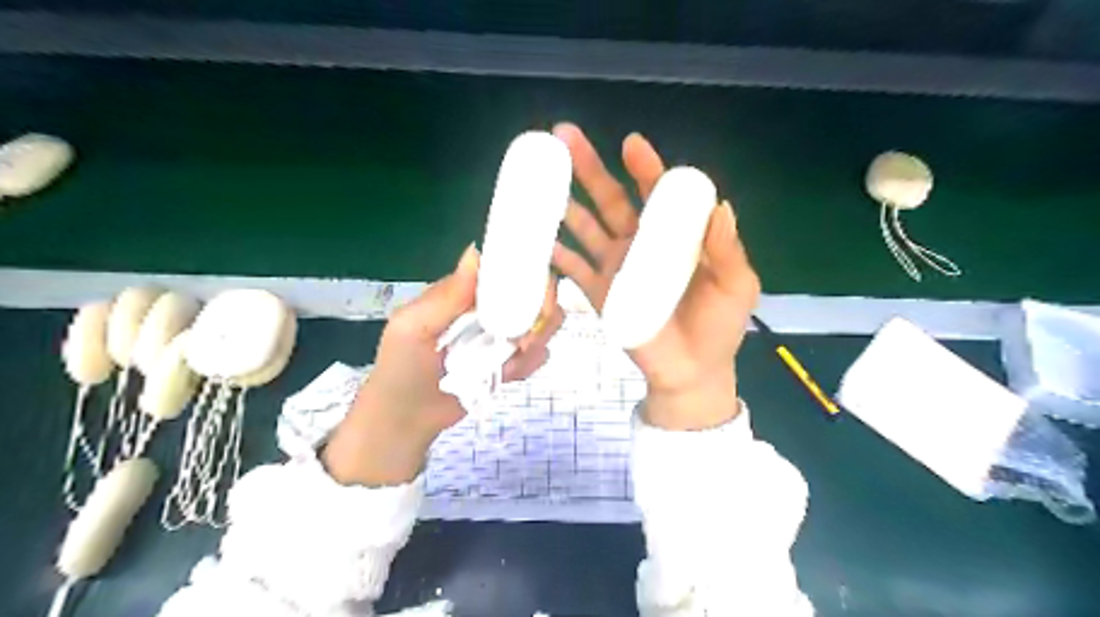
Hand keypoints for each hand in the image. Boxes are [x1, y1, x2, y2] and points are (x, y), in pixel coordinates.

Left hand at [318, 245, 558, 486]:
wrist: (406, 419)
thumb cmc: (400, 368)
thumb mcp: (413, 328)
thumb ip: (446, 295)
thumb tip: (476, 252)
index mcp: (465, 292)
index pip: (506, 268)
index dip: (529, 272)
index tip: (536, 291)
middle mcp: (489, 308)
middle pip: (534, 293)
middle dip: (541, 312)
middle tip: (525, 338)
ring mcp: (501, 335)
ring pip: (541, 323)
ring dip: (537, 339)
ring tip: (514, 359)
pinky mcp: (510, 361)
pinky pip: (536, 354)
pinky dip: (531, 363)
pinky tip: (510, 374)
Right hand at [554, 120, 762, 427]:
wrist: (692, 371)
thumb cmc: (720, 326)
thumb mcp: (737, 286)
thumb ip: (727, 249)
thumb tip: (721, 205)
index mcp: (673, 235)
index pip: (656, 193)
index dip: (645, 168)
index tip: (631, 144)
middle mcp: (640, 243)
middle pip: (610, 199)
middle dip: (588, 169)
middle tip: (564, 138)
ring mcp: (615, 267)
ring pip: (585, 227)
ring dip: (564, 204)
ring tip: (540, 183)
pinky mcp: (599, 293)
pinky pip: (573, 269)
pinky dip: (556, 254)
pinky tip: (538, 238)